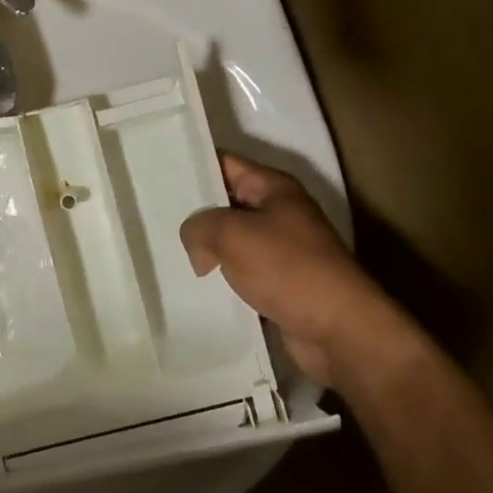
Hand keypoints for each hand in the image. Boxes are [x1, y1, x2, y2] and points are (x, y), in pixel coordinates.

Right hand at [180, 153, 404, 389]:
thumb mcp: (233, 235)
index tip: (157, 174)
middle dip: (194, 210)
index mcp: (274, 188)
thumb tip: (196, 245)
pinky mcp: (279, 282)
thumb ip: (200, 227)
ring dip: (205, 248)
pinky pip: (240, 270)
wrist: (340, 330)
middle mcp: (278, 212)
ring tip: (165, 251)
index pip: (224, 163)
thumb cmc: (289, 269)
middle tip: (152, 217)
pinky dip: (220, 276)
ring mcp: (280, 248)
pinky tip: (192, 283)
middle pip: (225, 201)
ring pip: (230, 239)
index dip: (192, 166)